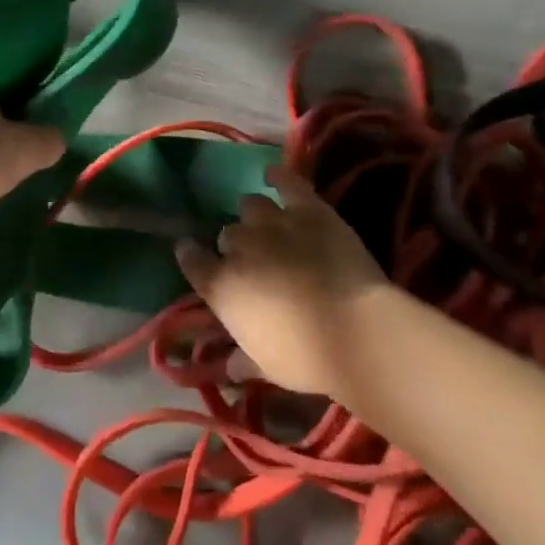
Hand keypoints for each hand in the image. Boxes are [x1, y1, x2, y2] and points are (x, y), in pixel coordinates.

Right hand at [176, 166, 388, 397]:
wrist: (354, 331)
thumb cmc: (305, 358)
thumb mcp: (267, 367)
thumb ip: (244, 361)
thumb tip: (229, 368)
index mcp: (222, 287)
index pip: (193, 262)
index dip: (191, 255)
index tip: (191, 253)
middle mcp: (240, 248)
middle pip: (227, 235)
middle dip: (235, 244)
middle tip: (251, 257)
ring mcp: (273, 224)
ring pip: (251, 206)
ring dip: (254, 215)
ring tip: (265, 223)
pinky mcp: (308, 210)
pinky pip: (287, 182)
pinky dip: (278, 176)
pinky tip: (273, 175)